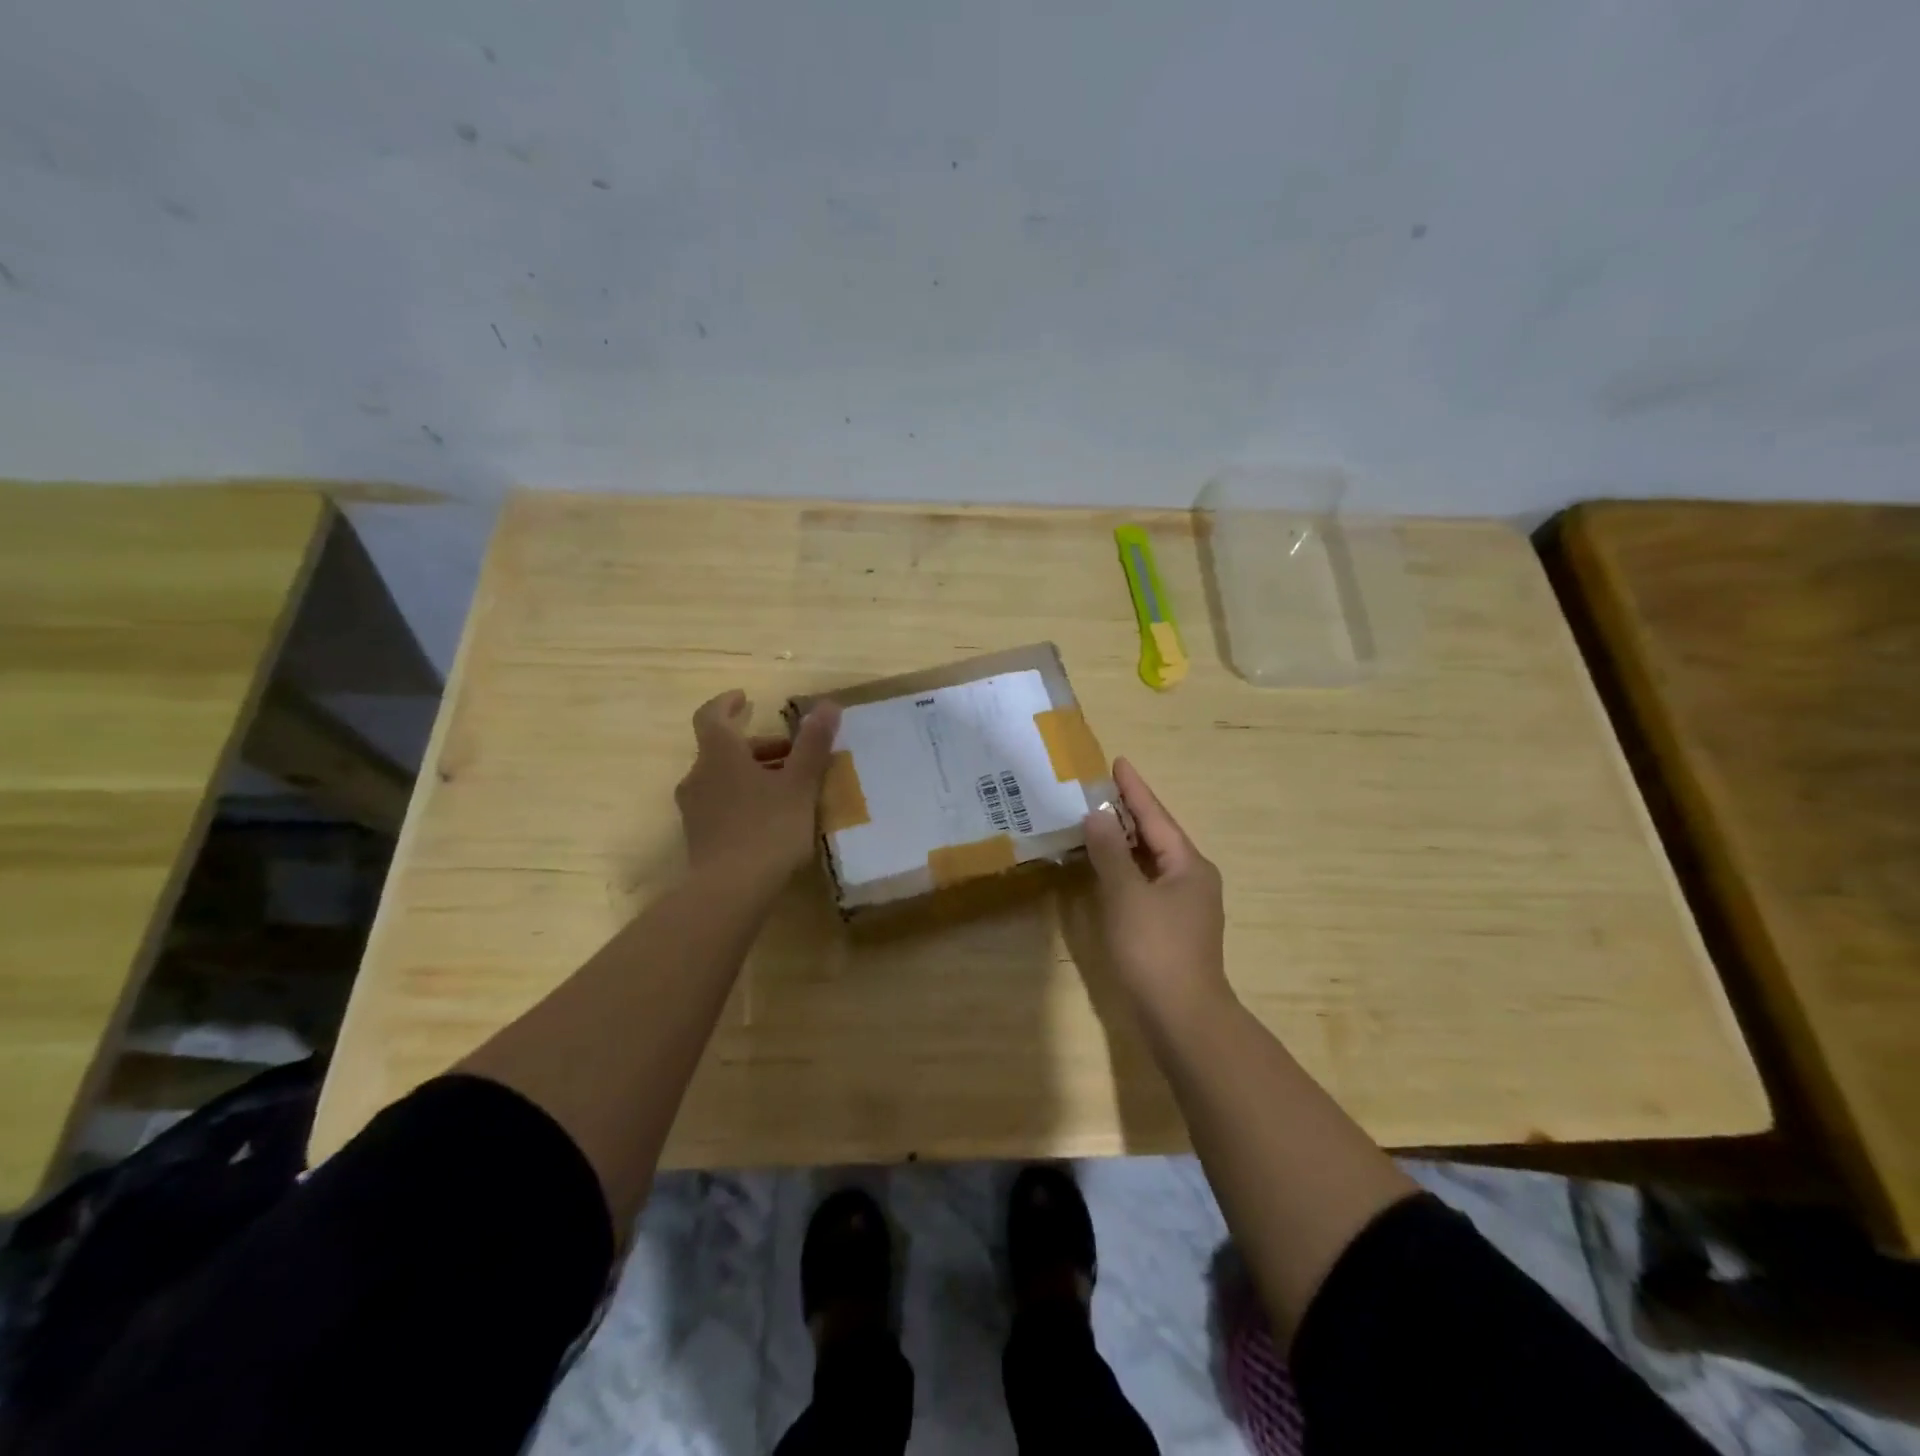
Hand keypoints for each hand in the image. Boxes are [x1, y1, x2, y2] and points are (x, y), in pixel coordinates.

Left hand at [675, 690, 841, 886]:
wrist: (730, 891)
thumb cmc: (767, 828)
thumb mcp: (799, 784)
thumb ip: (812, 744)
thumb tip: (827, 705)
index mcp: (719, 755)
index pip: (712, 716)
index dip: (727, 704)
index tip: (745, 698)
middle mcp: (699, 776)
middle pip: (724, 750)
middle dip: (758, 747)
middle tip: (792, 755)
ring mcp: (695, 809)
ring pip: (724, 778)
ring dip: (753, 774)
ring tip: (789, 789)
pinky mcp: (699, 837)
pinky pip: (722, 804)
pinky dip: (745, 798)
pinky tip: (772, 818)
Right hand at [1082, 758, 1232, 1026]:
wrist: (1182, 1017)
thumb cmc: (1155, 948)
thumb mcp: (1127, 894)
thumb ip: (1111, 852)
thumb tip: (1098, 815)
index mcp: (1189, 865)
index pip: (1156, 816)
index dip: (1134, 789)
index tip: (1117, 762)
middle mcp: (1192, 880)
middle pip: (1156, 837)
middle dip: (1129, 813)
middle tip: (1098, 789)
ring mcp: (1184, 907)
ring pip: (1150, 862)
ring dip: (1124, 842)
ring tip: (1097, 821)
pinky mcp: (1171, 930)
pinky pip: (1145, 885)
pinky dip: (1124, 870)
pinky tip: (1105, 870)